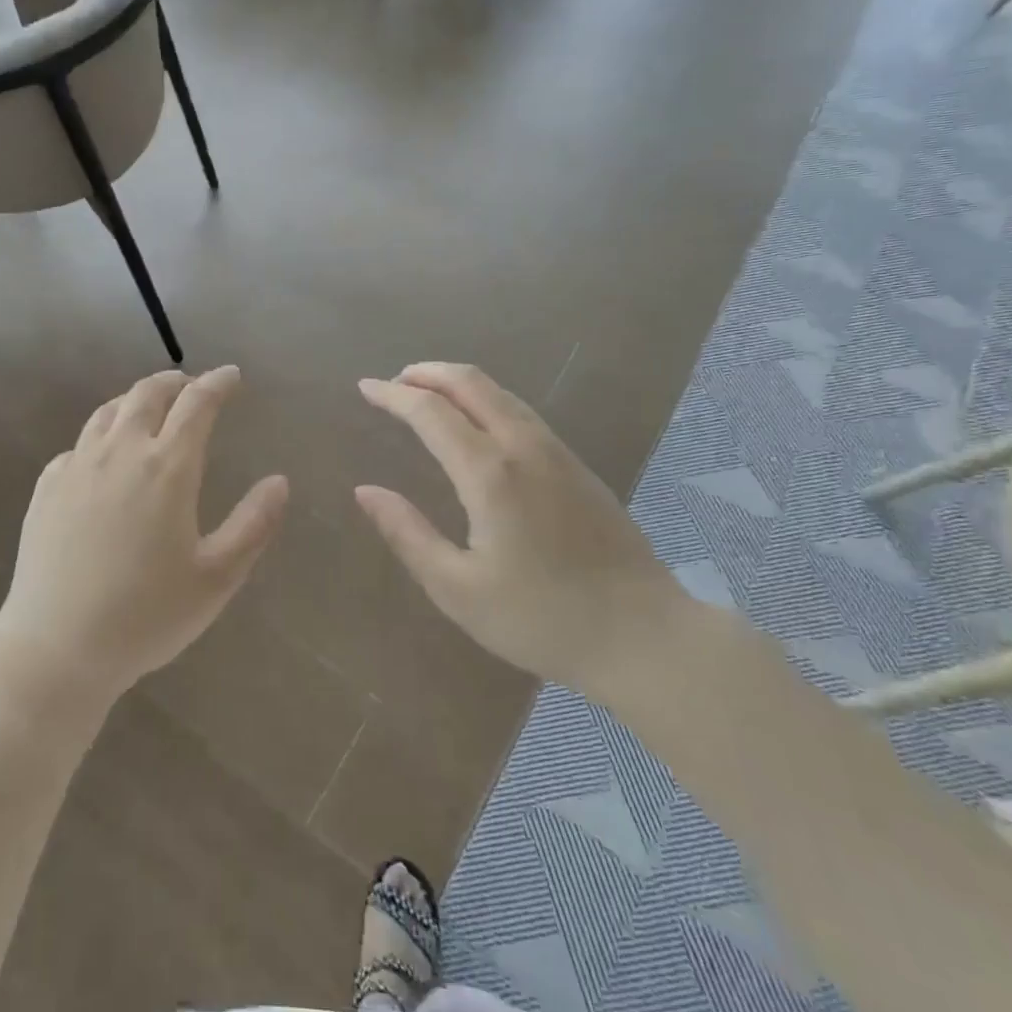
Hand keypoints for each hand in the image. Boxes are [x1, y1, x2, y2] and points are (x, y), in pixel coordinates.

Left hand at [0, 367, 288, 707]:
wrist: (57, 647)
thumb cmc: (146, 616)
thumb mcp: (217, 577)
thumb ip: (254, 525)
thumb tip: (280, 482)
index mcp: (167, 468)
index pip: (197, 404)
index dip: (218, 383)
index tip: (232, 375)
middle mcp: (120, 452)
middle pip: (147, 394)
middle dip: (175, 381)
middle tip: (191, 385)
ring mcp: (77, 466)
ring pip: (108, 412)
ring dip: (135, 399)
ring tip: (150, 408)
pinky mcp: (46, 487)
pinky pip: (78, 444)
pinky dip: (101, 435)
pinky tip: (104, 456)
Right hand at [355, 363, 690, 697]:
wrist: (646, 638)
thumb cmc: (542, 619)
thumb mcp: (457, 589)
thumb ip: (407, 534)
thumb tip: (365, 491)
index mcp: (490, 474)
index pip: (431, 412)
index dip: (393, 395)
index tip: (365, 387)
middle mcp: (524, 447)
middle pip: (471, 383)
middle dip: (427, 373)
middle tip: (393, 382)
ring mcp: (557, 452)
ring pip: (500, 393)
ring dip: (457, 383)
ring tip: (426, 394)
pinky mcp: (578, 466)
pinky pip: (521, 411)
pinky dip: (485, 400)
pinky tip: (475, 423)